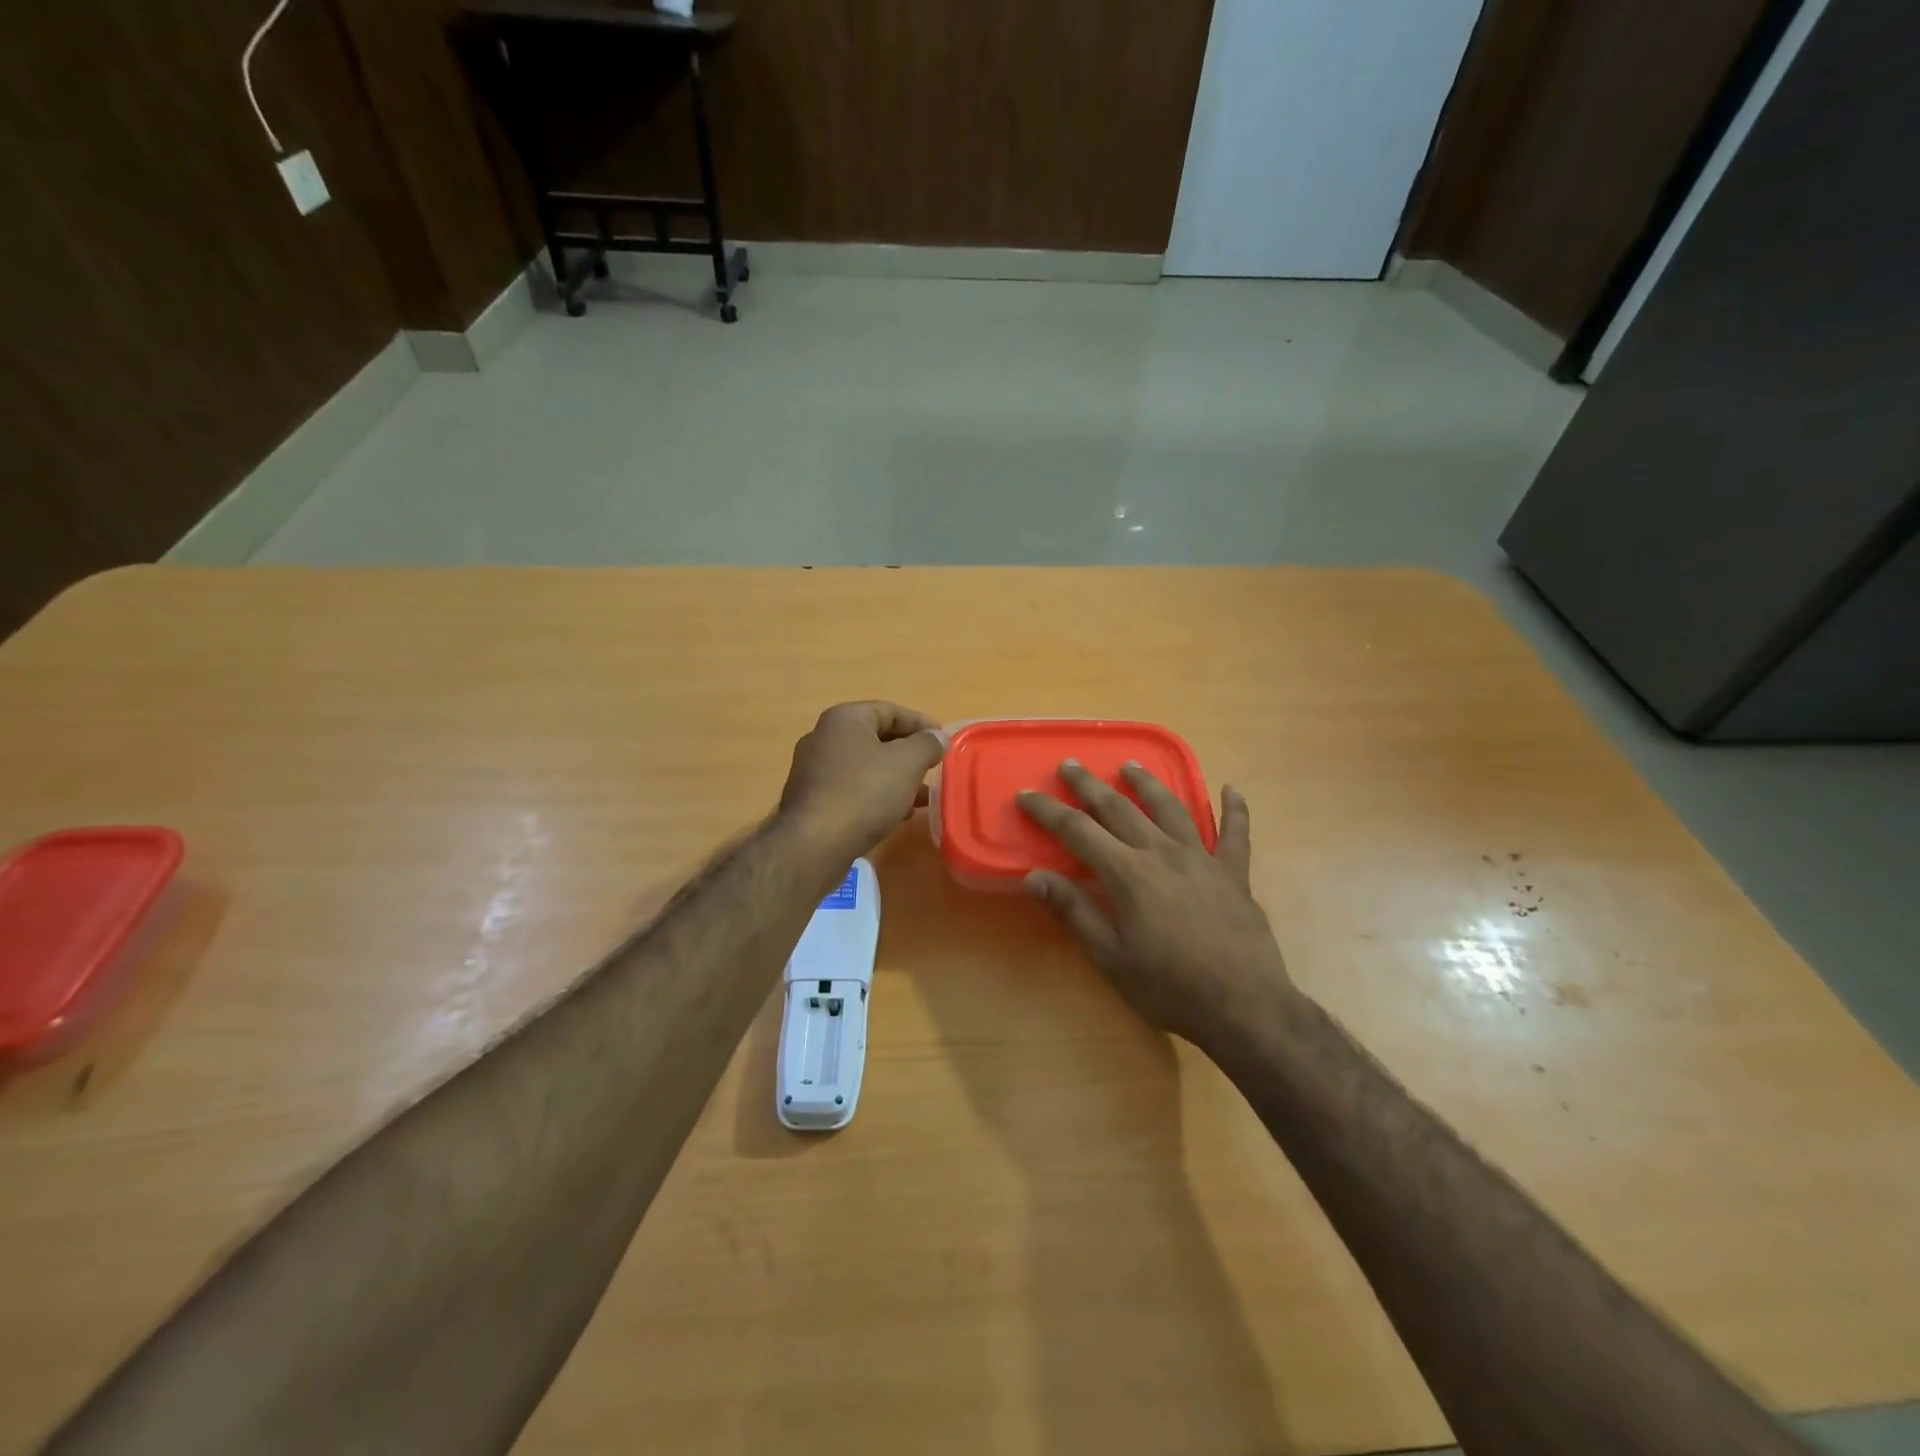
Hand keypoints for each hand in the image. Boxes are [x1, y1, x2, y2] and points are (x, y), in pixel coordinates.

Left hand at [777, 701, 945, 864]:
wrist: (814, 845)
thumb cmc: (864, 793)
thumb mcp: (906, 764)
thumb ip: (927, 745)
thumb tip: (938, 737)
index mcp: (844, 719)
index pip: (890, 711)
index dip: (921, 724)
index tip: (944, 742)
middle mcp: (823, 738)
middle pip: (876, 738)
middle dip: (909, 754)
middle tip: (933, 769)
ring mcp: (814, 770)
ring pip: (865, 767)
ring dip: (896, 779)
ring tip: (922, 798)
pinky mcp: (812, 800)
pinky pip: (852, 789)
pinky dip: (876, 796)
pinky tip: (895, 815)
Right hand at [1018, 762, 1294, 1046]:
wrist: (1244, 1007)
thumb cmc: (1170, 988)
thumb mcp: (1110, 957)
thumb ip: (1074, 911)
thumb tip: (1033, 876)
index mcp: (1128, 873)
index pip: (1077, 831)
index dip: (1048, 811)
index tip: (1025, 795)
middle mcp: (1162, 853)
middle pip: (1119, 808)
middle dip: (1089, 785)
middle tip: (1070, 765)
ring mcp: (1203, 859)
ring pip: (1171, 808)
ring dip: (1148, 783)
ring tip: (1131, 766)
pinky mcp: (1235, 874)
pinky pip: (1236, 833)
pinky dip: (1235, 810)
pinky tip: (1231, 790)